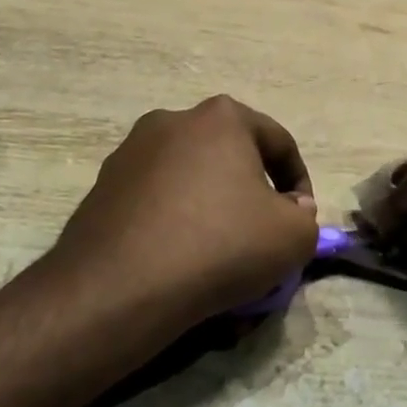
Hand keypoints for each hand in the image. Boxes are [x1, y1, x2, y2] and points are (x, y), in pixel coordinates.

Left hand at [48, 95, 319, 327]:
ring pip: (190, 178)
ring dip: (210, 206)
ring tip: (218, 253)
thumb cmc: (219, 246)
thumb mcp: (292, 237)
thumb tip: (290, 208)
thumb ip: (305, 216)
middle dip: (251, 192)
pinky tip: (179, 260)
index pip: (278, 142)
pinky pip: (155, 200)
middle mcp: (173, 120)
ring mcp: (130, 152)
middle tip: (261, 234)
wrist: (119, 288)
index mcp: (221, 117)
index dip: (300, 183)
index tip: (301, 220)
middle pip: (230, 156)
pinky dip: (174, 221)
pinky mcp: (102, 187)